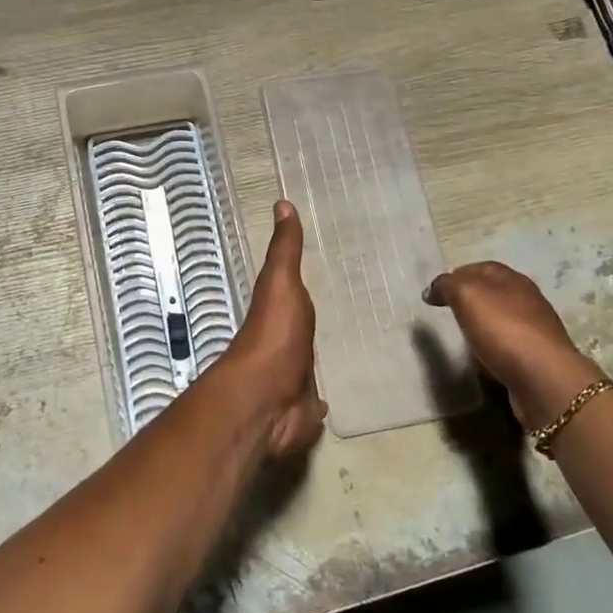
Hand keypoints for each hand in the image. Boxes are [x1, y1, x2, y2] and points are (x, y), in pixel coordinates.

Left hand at [220, 201, 325, 457]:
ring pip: (307, 367)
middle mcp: (282, 345)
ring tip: (344, 355)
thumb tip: (281, 202)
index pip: (289, 296)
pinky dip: (321, 402)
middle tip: (342, 317)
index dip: (299, 288)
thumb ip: (285, 250)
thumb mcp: (280, 282)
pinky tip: (334, 400)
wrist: (268, 398)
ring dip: (316, 363)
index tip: (320, 278)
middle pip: (299, 332)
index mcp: (277, 314)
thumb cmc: (275, 334)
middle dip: (311, 328)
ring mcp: (292, 380)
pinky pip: (316, 403)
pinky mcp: (305, 410)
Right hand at [423, 261, 598, 428]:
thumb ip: (447, 285)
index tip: (434, 293)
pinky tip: (482, 361)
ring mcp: (535, 330)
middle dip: (469, 301)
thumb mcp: (466, 295)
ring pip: (500, 321)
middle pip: (492, 293)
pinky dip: (492, 350)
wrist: (543, 378)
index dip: (456, 276)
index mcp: (512, 279)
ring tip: (461, 339)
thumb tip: (433, 289)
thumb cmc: (503, 329)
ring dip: (481, 327)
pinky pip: (507, 348)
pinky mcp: (536, 358)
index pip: (480, 268)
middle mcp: (527, 299)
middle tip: (446, 313)